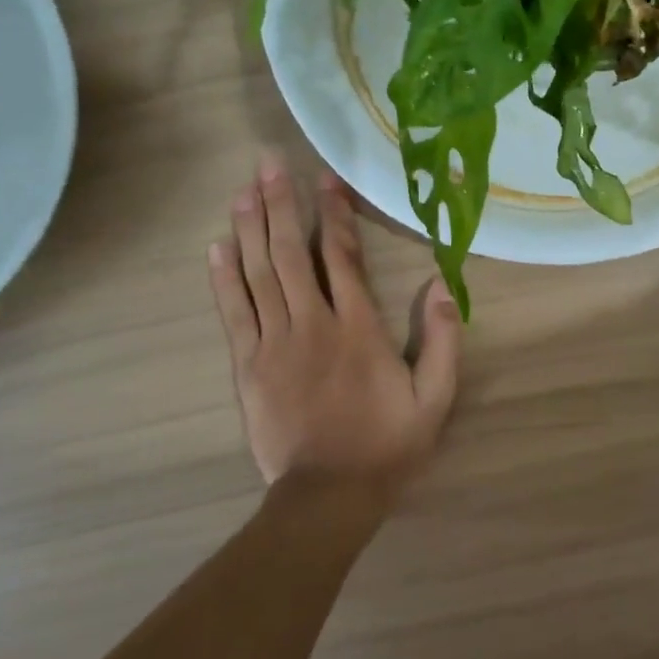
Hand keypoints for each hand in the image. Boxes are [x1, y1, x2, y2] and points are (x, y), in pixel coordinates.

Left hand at [209, 154, 460, 506]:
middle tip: (268, 163)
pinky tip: (217, 245)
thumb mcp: (434, 398)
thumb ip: (441, 341)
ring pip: (257, 274)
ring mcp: (273, 343)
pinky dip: (222, 276)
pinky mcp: (247, 365)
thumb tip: (441, 286)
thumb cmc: (387, 444)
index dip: (334, 214)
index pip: (342, 257)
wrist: (328, 495)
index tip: (326, 177)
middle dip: (280, 204)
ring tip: (243, 189)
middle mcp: (311, 324)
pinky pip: (233, 311)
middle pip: (290, 253)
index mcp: (358, 328)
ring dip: (249, 228)